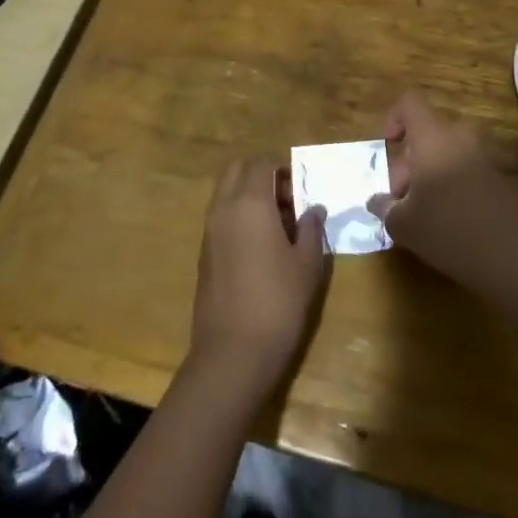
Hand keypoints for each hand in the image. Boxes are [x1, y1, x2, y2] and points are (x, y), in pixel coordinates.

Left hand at [189, 160, 327, 393]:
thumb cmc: (278, 302)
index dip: (283, 167)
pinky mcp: (204, 254)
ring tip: (279, 224)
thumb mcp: (307, 264)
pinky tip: (261, 246)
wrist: (232, 353)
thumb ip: (311, 228)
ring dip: (249, 195)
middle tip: (288, 199)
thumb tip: (312, 210)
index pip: (262, 163)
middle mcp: (223, 208)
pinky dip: (239, 216)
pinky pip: (221, 217)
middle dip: (261, 174)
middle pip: (237, 170)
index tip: (302, 187)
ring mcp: (209, 231)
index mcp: (250, 202)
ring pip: (225, 193)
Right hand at [371, 93, 517, 284]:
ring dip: (431, 174)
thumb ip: (384, 207)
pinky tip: (450, 220)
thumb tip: (376, 201)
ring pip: (448, 152)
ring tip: (423, 213)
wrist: (512, 253)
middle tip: (402, 200)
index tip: (389, 148)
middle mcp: (461, 136)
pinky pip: (467, 168)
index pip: (410, 103)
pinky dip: (453, 184)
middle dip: (409, 162)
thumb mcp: (403, 224)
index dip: (394, 119)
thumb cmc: (447, 228)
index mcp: (433, 136)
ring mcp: (486, 155)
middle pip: (428, 133)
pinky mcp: (501, 176)